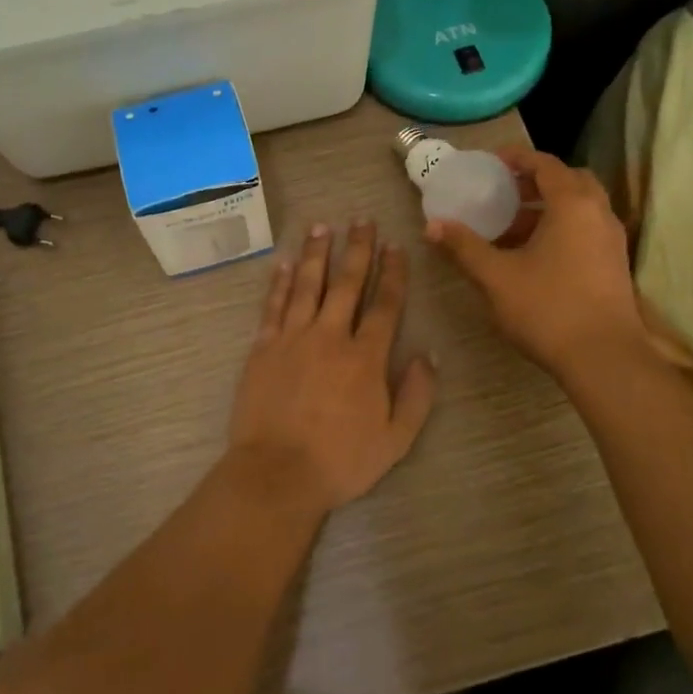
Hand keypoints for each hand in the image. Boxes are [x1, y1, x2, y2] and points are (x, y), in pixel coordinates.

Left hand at [228, 221, 436, 512]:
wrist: (277, 473)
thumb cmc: (341, 460)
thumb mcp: (396, 439)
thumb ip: (417, 395)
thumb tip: (429, 354)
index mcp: (365, 357)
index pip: (384, 304)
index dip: (393, 273)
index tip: (396, 246)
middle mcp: (330, 336)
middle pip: (346, 283)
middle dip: (357, 249)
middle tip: (362, 220)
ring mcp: (292, 338)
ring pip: (308, 285)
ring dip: (317, 253)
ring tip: (323, 226)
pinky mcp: (263, 347)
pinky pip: (273, 305)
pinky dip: (280, 282)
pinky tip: (285, 262)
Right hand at [425, 149, 653, 378]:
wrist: (604, 359)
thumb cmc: (548, 309)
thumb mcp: (496, 277)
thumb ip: (464, 247)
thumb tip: (432, 226)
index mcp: (572, 205)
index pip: (546, 164)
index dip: (517, 158)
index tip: (491, 162)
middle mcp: (598, 213)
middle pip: (569, 180)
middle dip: (535, 181)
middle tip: (504, 192)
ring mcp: (611, 240)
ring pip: (580, 207)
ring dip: (548, 207)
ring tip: (512, 226)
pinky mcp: (615, 264)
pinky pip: (587, 229)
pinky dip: (562, 228)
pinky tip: (535, 255)